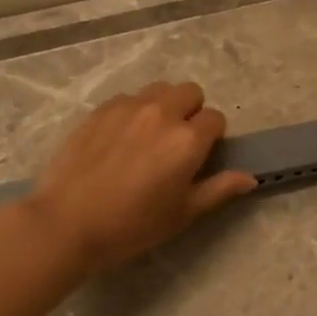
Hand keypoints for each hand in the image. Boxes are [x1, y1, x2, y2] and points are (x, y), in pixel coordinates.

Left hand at [26, 81, 256, 273]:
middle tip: (176, 143)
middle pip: (191, 92)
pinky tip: (120, 140)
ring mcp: (128, 107)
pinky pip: (128, 98)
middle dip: (191, 112)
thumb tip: (250, 178)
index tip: (199, 157)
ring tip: (149, 136)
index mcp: (187, 139)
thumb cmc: (131, 225)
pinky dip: (134, 111)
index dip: (212, 138)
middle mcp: (162, 113)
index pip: (216, 119)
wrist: (66, 222)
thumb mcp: (182, 214)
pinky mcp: (100, 109)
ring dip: (163, 106)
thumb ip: (218, 190)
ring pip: (159, 90)